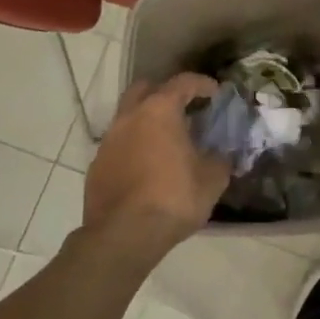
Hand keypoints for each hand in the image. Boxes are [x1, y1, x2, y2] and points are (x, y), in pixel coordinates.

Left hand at [82, 73, 229, 266]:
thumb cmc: (174, 198)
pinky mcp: (96, 166)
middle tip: (184, 108)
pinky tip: (147, 167)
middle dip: (165, 93)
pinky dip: (134, 147)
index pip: (182, 82)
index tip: (215, 93)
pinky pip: (119, 145)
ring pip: (128, 117)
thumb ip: (220, 159)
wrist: (124, 236)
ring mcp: (108, 141)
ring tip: (166, 141)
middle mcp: (130, 117)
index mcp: (160, 111)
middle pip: (145, 89)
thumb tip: (223, 154)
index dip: (202, 84)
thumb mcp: (212, 179)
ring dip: (147, 122)